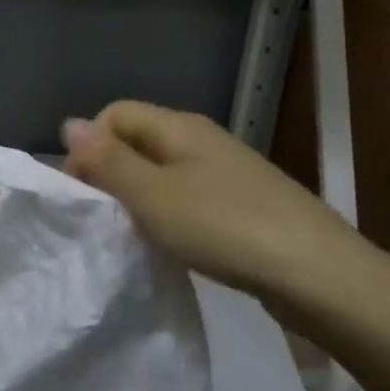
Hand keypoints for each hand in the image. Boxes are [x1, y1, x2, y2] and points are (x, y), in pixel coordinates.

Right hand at [61, 101, 376, 311]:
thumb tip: (69, 124)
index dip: (90, 146)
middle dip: (112, 173)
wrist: (320, 276)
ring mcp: (226, 171)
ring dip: (141, 197)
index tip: (85, 194)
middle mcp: (201, 139)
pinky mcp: (243, 203)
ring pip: (162, 171)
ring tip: (137, 234)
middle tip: (107, 218)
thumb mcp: (152, 195)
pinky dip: (170, 215)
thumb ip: (108, 161)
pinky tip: (176, 244)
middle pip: (138, 140)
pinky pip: (188, 196)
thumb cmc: (224, 227)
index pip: (114, 114)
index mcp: (178, 126)